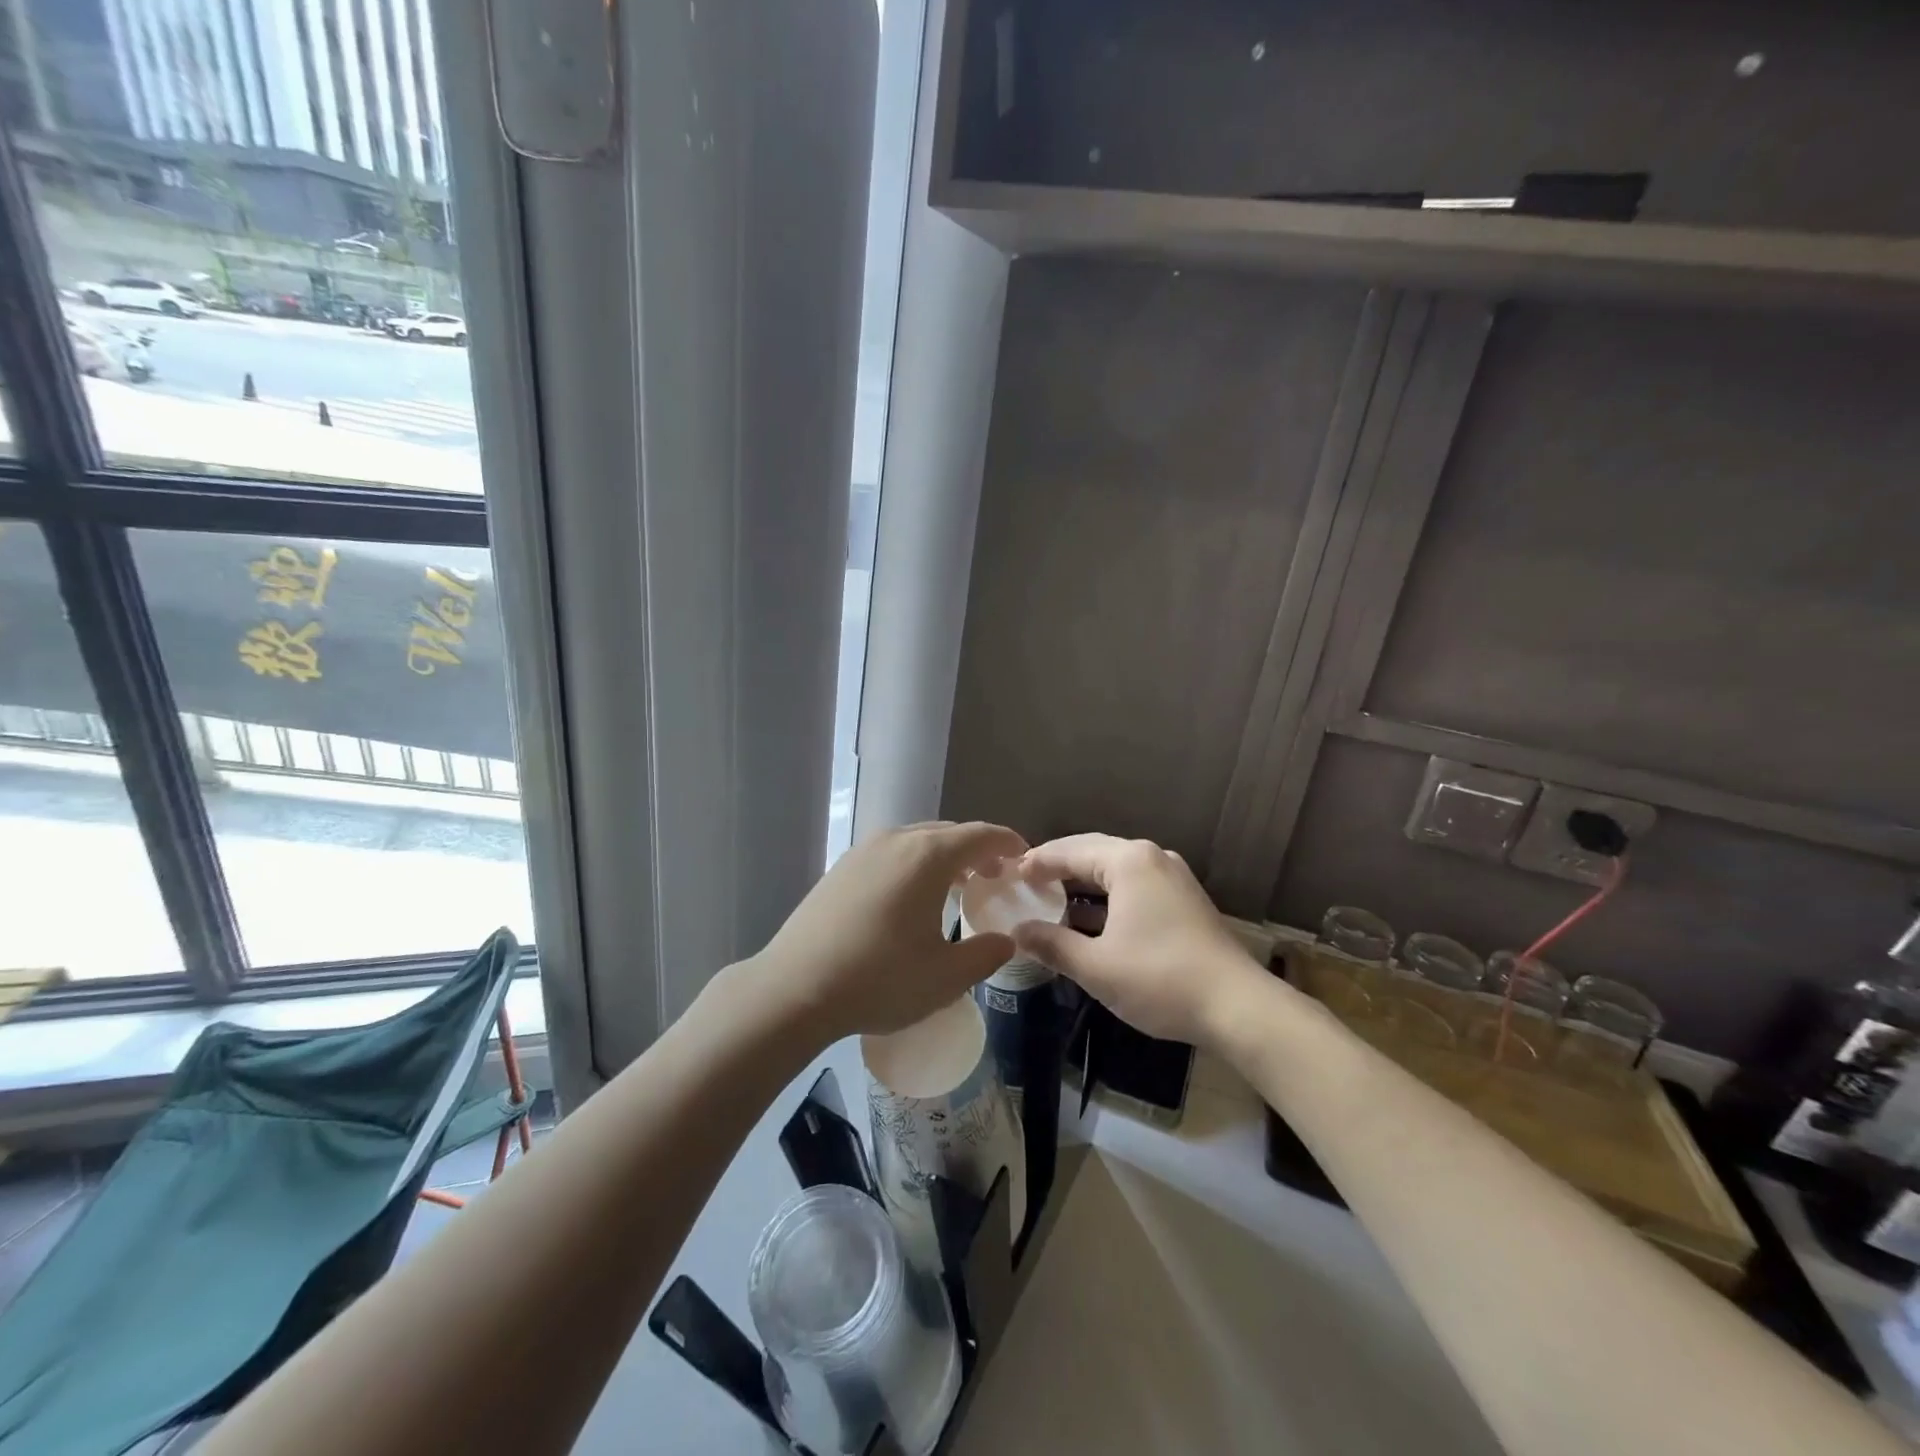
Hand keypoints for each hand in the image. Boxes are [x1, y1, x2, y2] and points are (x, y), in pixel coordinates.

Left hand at [750, 821, 1028, 1041]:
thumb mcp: (945, 976)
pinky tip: (910, 898)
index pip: (980, 835)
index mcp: (928, 856)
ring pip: (916, 841)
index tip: (1025, 858)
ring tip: (956, 887)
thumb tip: (1006, 940)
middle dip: (976, 851)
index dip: (1008, 844)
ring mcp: (863, 851)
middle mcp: (896, 840)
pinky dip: (913, 864)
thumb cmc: (879, 979)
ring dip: (943, 857)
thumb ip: (985, 954)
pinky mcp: (840, 868)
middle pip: (948, 833)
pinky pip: (890, 853)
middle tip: (993, 878)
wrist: (794, 988)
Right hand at [1011, 833, 1265, 1045]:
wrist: (1238, 1007)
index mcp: (1128, 862)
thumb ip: (1052, 944)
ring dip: (1082, 883)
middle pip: (1093, 852)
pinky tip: (1088, 919)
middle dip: (1058, 866)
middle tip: (1024, 880)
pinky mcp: (1184, 900)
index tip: (1008, 873)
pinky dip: (1106, 897)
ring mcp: (1172, 877)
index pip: (1069, 851)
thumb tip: (1017, 932)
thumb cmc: (1160, 979)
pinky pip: (1133, 886)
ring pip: (1115, 870)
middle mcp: (1152, 858)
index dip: (1036, 862)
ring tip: (1049, 897)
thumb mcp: (1096, 966)